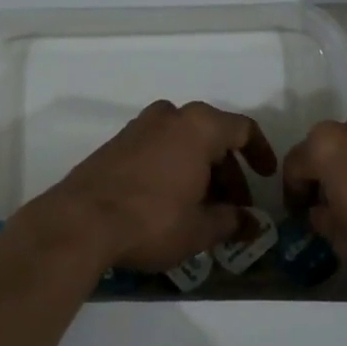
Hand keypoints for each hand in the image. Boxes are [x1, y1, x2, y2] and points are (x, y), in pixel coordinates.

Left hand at [19, 101, 277, 275]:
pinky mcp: (116, 144)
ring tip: (204, 208)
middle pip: (212, 136)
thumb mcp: (199, 229)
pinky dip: (174, 168)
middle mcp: (170, 117)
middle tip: (234, 206)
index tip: (266, 177)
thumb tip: (253, 224)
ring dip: (200, 170)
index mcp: (198, 126)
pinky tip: (172, 202)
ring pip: (183, 143)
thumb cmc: (152, 220)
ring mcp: (139, 127)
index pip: (243, 129)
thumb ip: (232, 222)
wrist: (80, 222)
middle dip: (228, 172)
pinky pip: (159, 149)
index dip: (260, 153)